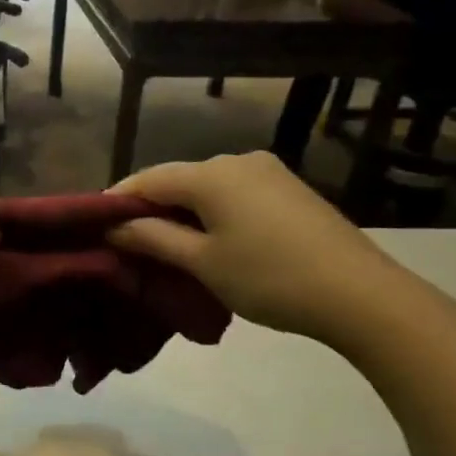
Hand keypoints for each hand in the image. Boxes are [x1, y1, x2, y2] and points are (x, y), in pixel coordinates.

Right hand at [108, 153, 423, 343]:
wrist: (360, 295)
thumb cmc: (269, 277)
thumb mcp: (202, 262)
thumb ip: (153, 238)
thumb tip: (114, 227)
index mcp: (212, 174)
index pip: (148, 179)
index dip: (117, 201)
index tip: (94, 227)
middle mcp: (238, 160)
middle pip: (178, 180)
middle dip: (150, 209)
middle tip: (128, 243)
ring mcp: (269, 172)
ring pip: (207, 188)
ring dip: (182, 213)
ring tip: (166, 247)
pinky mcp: (289, 190)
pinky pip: (234, 195)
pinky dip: (212, 214)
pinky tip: (209, 240)